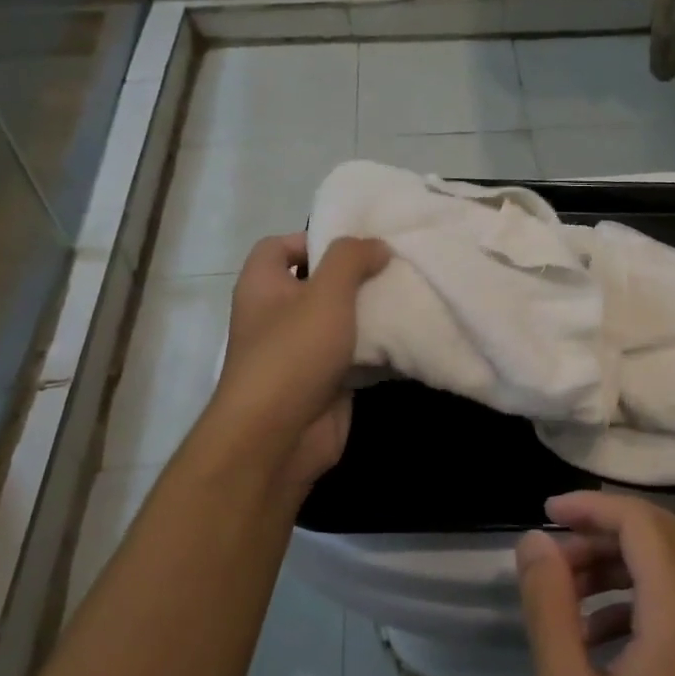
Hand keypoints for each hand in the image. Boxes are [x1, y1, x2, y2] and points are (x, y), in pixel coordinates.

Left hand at [204, 232, 389, 496]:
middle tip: (396, 267)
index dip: (314, 239)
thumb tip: (376, 246)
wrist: (279, 437)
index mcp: (263, 286)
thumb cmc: (293, 353)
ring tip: (411, 295)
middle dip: (356, 276)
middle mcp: (278, 315)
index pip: (279, 246)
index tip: (356, 245)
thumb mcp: (325, 292)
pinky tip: (410, 336)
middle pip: (318, 283)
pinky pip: (356, 355)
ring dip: (373, 312)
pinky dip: (379, 348)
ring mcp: (302, 351)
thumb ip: (351, 259)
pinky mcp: (326, 381)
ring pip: (342, 321)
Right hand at [516, 492, 674, 675]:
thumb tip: (534, 541)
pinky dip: (634, 604)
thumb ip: (549, 607)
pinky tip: (594, 640)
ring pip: (671, 576)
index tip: (543, 513)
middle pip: (662, 541)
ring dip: (616, 568)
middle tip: (548, 553)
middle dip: (602, 533)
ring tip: (562, 594)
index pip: (643, 524)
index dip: (592, 507)